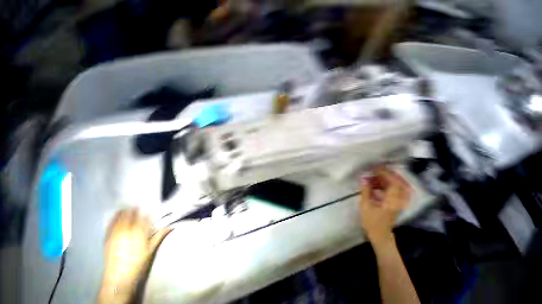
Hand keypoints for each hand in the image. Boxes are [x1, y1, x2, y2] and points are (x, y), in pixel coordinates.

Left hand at [101, 209, 171, 293]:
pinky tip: (117, 216)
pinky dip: (115, 217)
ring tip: (129, 209)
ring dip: (125, 211)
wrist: (118, 278)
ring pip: (119, 216)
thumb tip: (171, 226)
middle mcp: (126, 229)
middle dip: (136, 209)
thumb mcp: (151, 249)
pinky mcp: (107, 237)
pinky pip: (110, 223)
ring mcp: (115, 233)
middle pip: (130, 213)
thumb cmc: (138, 263)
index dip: (148, 210)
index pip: (144, 215)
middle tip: (140, 207)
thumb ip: (160, 235)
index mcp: (138, 231)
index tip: (151, 208)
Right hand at [358, 168, 410, 245]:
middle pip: (399, 183)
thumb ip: (365, 191)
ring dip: (387, 180)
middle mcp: (398, 200)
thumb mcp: (365, 206)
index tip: (375, 169)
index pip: (394, 183)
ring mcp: (399, 203)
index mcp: (392, 201)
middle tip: (376, 172)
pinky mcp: (396, 204)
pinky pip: (395, 191)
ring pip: (397, 187)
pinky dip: (387, 186)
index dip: (386, 174)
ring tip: (374, 178)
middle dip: (388, 175)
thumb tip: (364, 179)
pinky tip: (376, 186)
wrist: (380, 235)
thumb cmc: (371, 221)